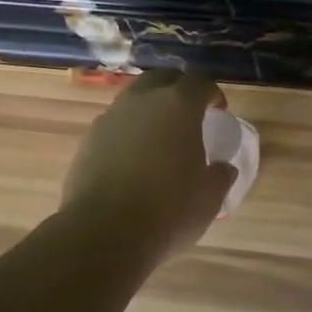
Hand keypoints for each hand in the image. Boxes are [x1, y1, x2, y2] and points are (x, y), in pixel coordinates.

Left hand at [60, 70, 238, 263]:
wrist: (104, 232)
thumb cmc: (168, 211)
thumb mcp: (209, 198)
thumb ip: (220, 175)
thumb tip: (223, 167)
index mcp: (178, 105)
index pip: (199, 82)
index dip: (212, 94)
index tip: (218, 111)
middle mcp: (141, 101)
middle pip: (161, 80)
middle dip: (177, 90)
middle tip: (188, 114)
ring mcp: (110, 118)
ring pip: (133, 100)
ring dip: (148, 110)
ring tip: (159, 138)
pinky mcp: (88, 140)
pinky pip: (114, 125)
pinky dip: (127, 132)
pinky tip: (132, 159)